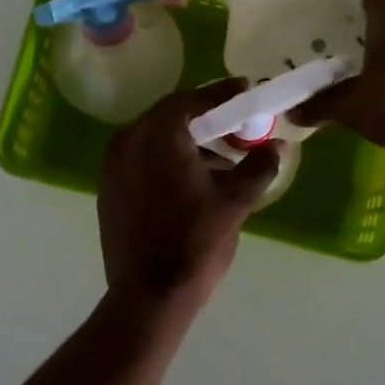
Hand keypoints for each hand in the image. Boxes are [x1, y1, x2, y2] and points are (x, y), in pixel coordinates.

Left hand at [98, 81, 283, 307]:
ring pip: (155, 140)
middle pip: (170, 117)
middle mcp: (128, 141)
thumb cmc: (195, 242)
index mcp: (158, 135)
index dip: (221, 94)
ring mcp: (112, 167)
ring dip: (188, 144)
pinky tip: (193, 184)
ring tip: (222, 163)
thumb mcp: (235, 202)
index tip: (244, 90)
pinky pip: (142, 161)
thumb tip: (276, 146)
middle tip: (235, 125)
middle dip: (205, 119)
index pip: (192, 100)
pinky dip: (168, 161)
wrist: (149, 295)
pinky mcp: (109, 190)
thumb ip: (258, 166)